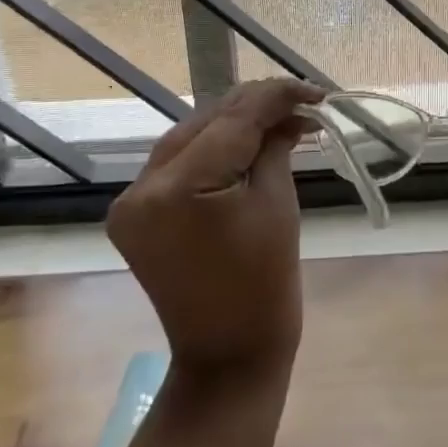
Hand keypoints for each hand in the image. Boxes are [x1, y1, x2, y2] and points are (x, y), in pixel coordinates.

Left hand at [108, 78, 323, 375]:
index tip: (315, 92)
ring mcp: (132, 203)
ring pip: (190, 138)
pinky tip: (247, 145)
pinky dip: (214, 151)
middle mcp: (141, 189)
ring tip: (281, 121)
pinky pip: (179, 164)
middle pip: (205, 123)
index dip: (276, 97)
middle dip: (256, 109)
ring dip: (235, 126)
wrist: (229, 354)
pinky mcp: (136, 215)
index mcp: (176, 188)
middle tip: (303, 105)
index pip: (232, 119)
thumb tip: (286, 114)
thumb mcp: (276, 201)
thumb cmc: (266, 283)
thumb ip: (275, 145)